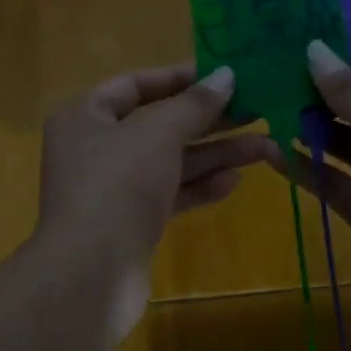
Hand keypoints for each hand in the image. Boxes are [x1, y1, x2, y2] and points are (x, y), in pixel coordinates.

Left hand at [37, 62, 268, 279]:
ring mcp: (112, 188)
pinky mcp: (130, 222)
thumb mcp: (158, 134)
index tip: (223, 76)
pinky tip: (235, 181)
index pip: (134, 85)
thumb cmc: (117, 185)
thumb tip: (226, 75)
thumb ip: (194, 105)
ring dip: (214, 154)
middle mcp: (95, 148)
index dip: (179, 78)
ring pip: (169, 162)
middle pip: (158, 124)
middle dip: (208, 120)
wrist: (90, 275)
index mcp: (85, 117)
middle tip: (257, 110)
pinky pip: (169, 194)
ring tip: (265, 147)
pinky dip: (199, 186)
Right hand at [267, 35, 350, 339]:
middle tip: (279, 65)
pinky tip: (268, 149)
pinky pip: (332, 181)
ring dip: (311, 125)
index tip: (322, 31)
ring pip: (346, 142)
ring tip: (267, 101)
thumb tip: (314, 50)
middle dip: (328, 86)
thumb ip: (350, 90)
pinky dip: (304, 167)